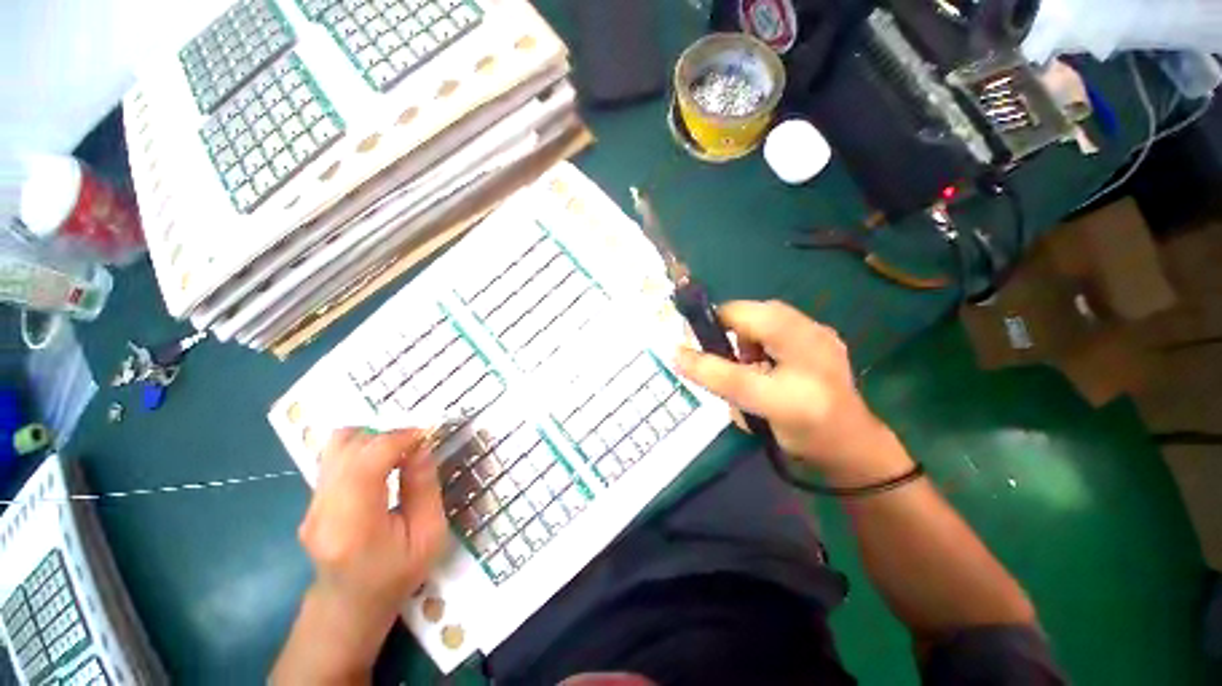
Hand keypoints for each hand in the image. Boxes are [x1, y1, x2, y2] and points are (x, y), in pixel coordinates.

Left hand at [299, 428, 447, 644]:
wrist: (349, 606)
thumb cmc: (396, 575)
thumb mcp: (428, 535)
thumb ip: (423, 487)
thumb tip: (420, 446)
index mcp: (354, 526)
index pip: (366, 463)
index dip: (397, 439)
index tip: (425, 435)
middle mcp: (323, 510)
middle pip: (346, 447)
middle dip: (386, 435)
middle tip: (415, 444)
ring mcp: (311, 505)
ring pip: (336, 447)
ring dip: (373, 438)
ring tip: (399, 450)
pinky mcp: (312, 500)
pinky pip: (336, 458)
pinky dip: (364, 448)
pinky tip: (383, 463)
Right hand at [674, 300, 909, 484]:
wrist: (855, 453)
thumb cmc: (808, 430)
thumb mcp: (757, 401)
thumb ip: (716, 376)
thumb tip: (676, 352)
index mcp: (799, 336)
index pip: (740, 312)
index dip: (713, 325)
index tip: (699, 350)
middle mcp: (810, 327)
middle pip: (753, 316)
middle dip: (734, 338)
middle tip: (731, 366)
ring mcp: (817, 336)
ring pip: (764, 325)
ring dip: (748, 343)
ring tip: (750, 372)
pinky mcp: (818, 347)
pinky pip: (777, 335)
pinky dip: (762, 348)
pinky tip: (768, 373)